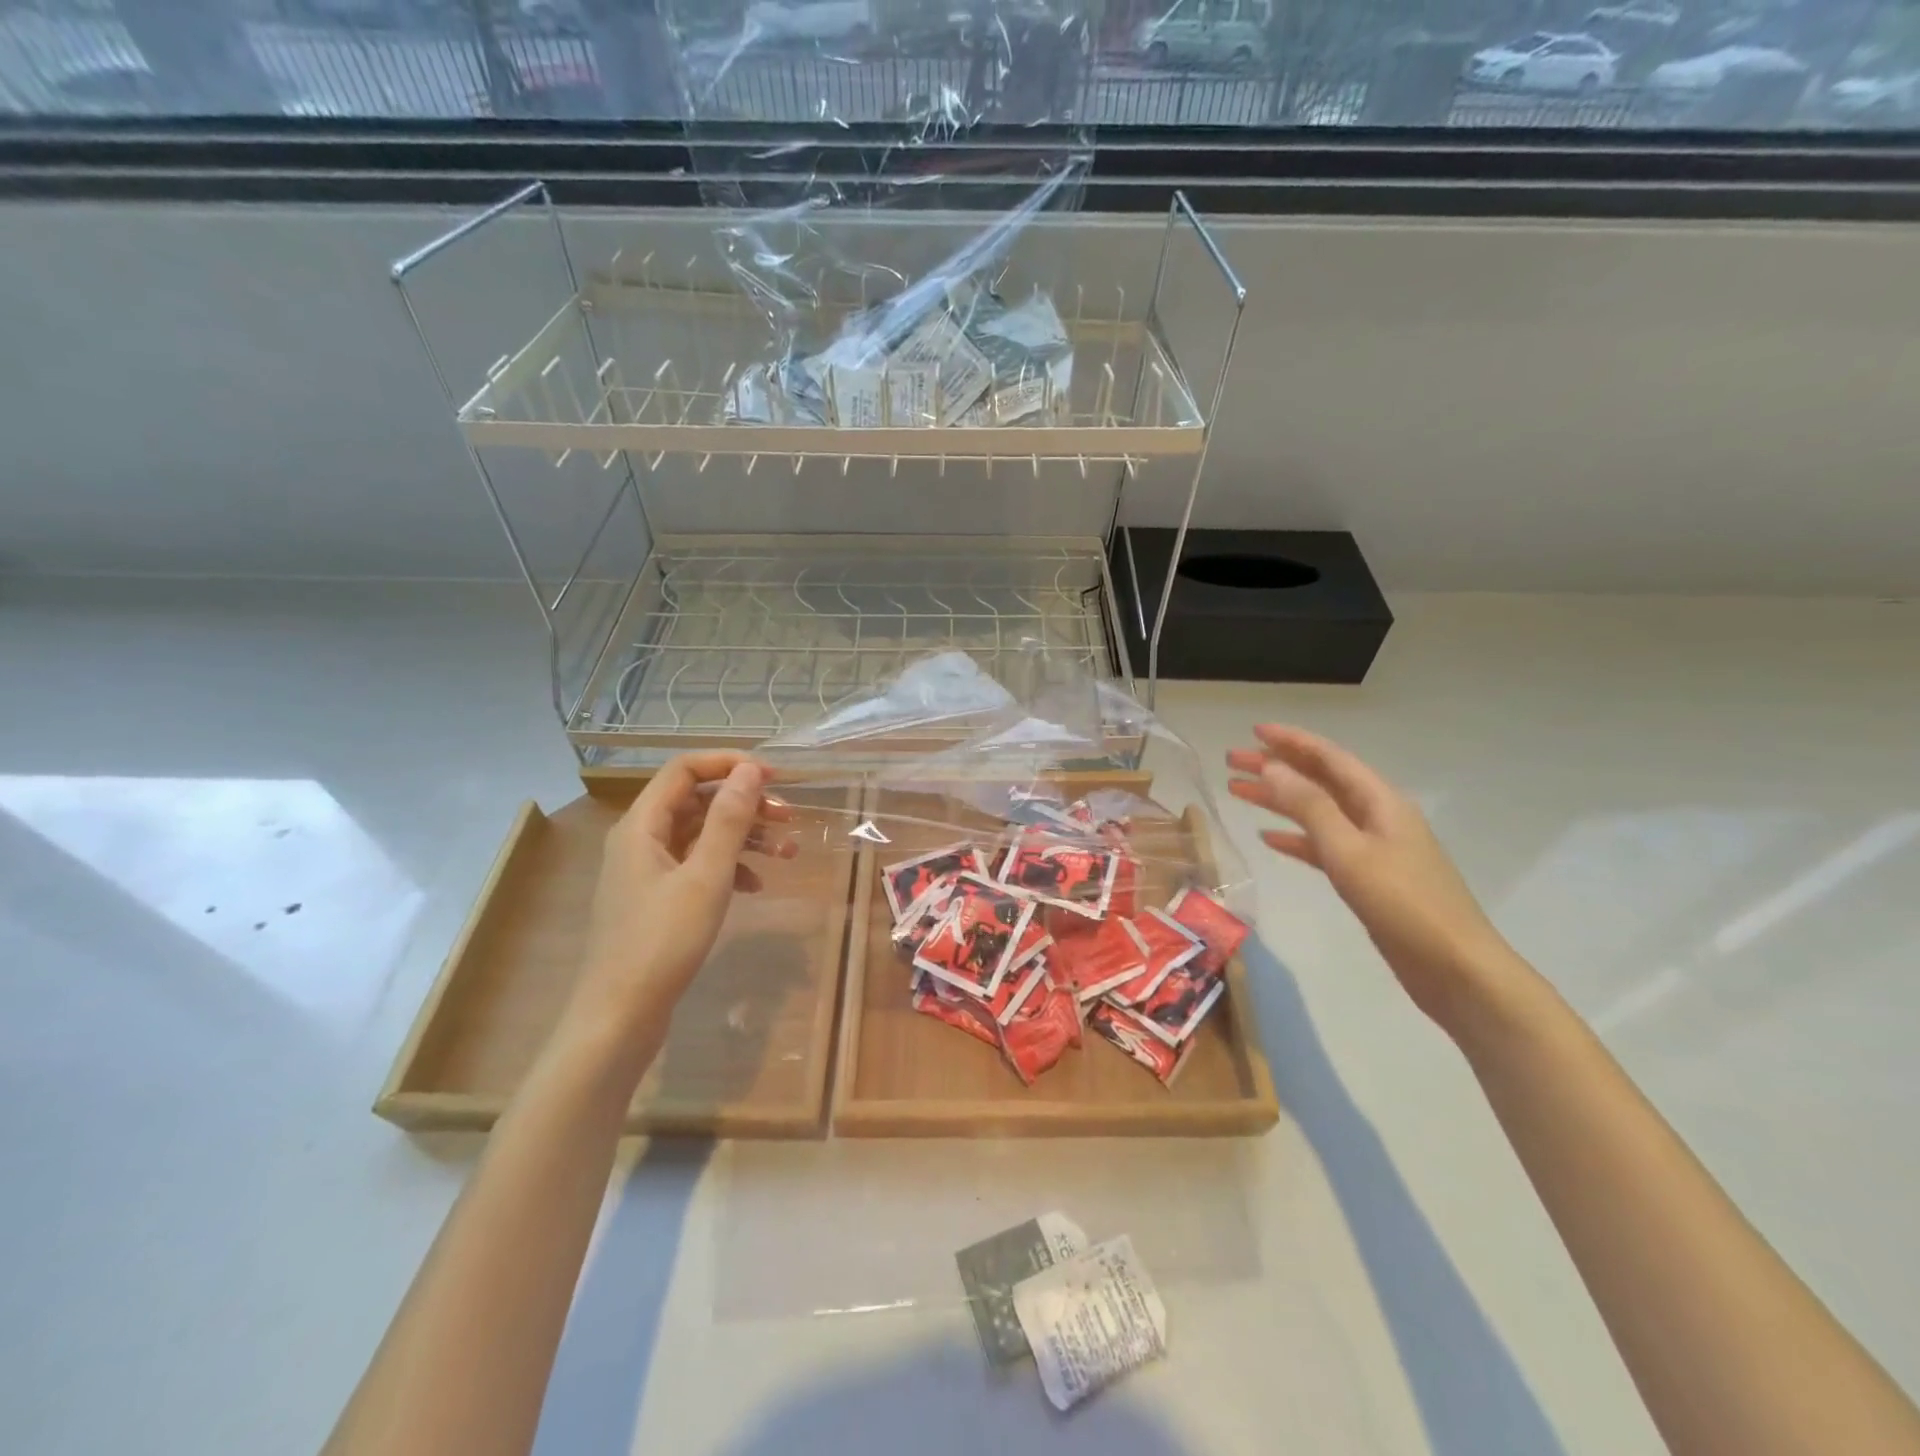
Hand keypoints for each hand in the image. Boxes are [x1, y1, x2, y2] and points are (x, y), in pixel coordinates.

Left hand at [570, 753, 792, 1040]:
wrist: (621, 1016)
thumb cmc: (663, 941)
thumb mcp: (706, 875)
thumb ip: (729, 819)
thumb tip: (750, 770)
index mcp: (642, 824)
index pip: (685, 769)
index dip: (730, 764)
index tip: (774, 777)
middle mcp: (639, 838)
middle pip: (697, 800)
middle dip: (745, 804)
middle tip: (788, 818)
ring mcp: (646, 870)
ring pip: (701, 834)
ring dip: (744, 837)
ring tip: (787, 853)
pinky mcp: (656, 898)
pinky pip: (697, 865)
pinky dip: (729, 866)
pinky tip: (757, 885)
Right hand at [1227, 725, 1523, 1033]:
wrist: (1454, 968)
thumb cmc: (1403, 904)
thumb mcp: (1349, 851)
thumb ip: (1309, 807)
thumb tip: (1271, 767)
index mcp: (1379, 801)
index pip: (1329, 758)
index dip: (1291, 741)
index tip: (1253, 731)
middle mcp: (1376, 816)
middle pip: (1319, 780)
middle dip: (1277, 767)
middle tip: (1232, 760)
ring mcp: (1374, 847)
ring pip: (1318, 811)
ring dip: (1279, 800)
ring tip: (1238, 792)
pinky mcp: (1368, 876)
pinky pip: (1324, 844)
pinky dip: (1295, 837)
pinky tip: (1269, 838)